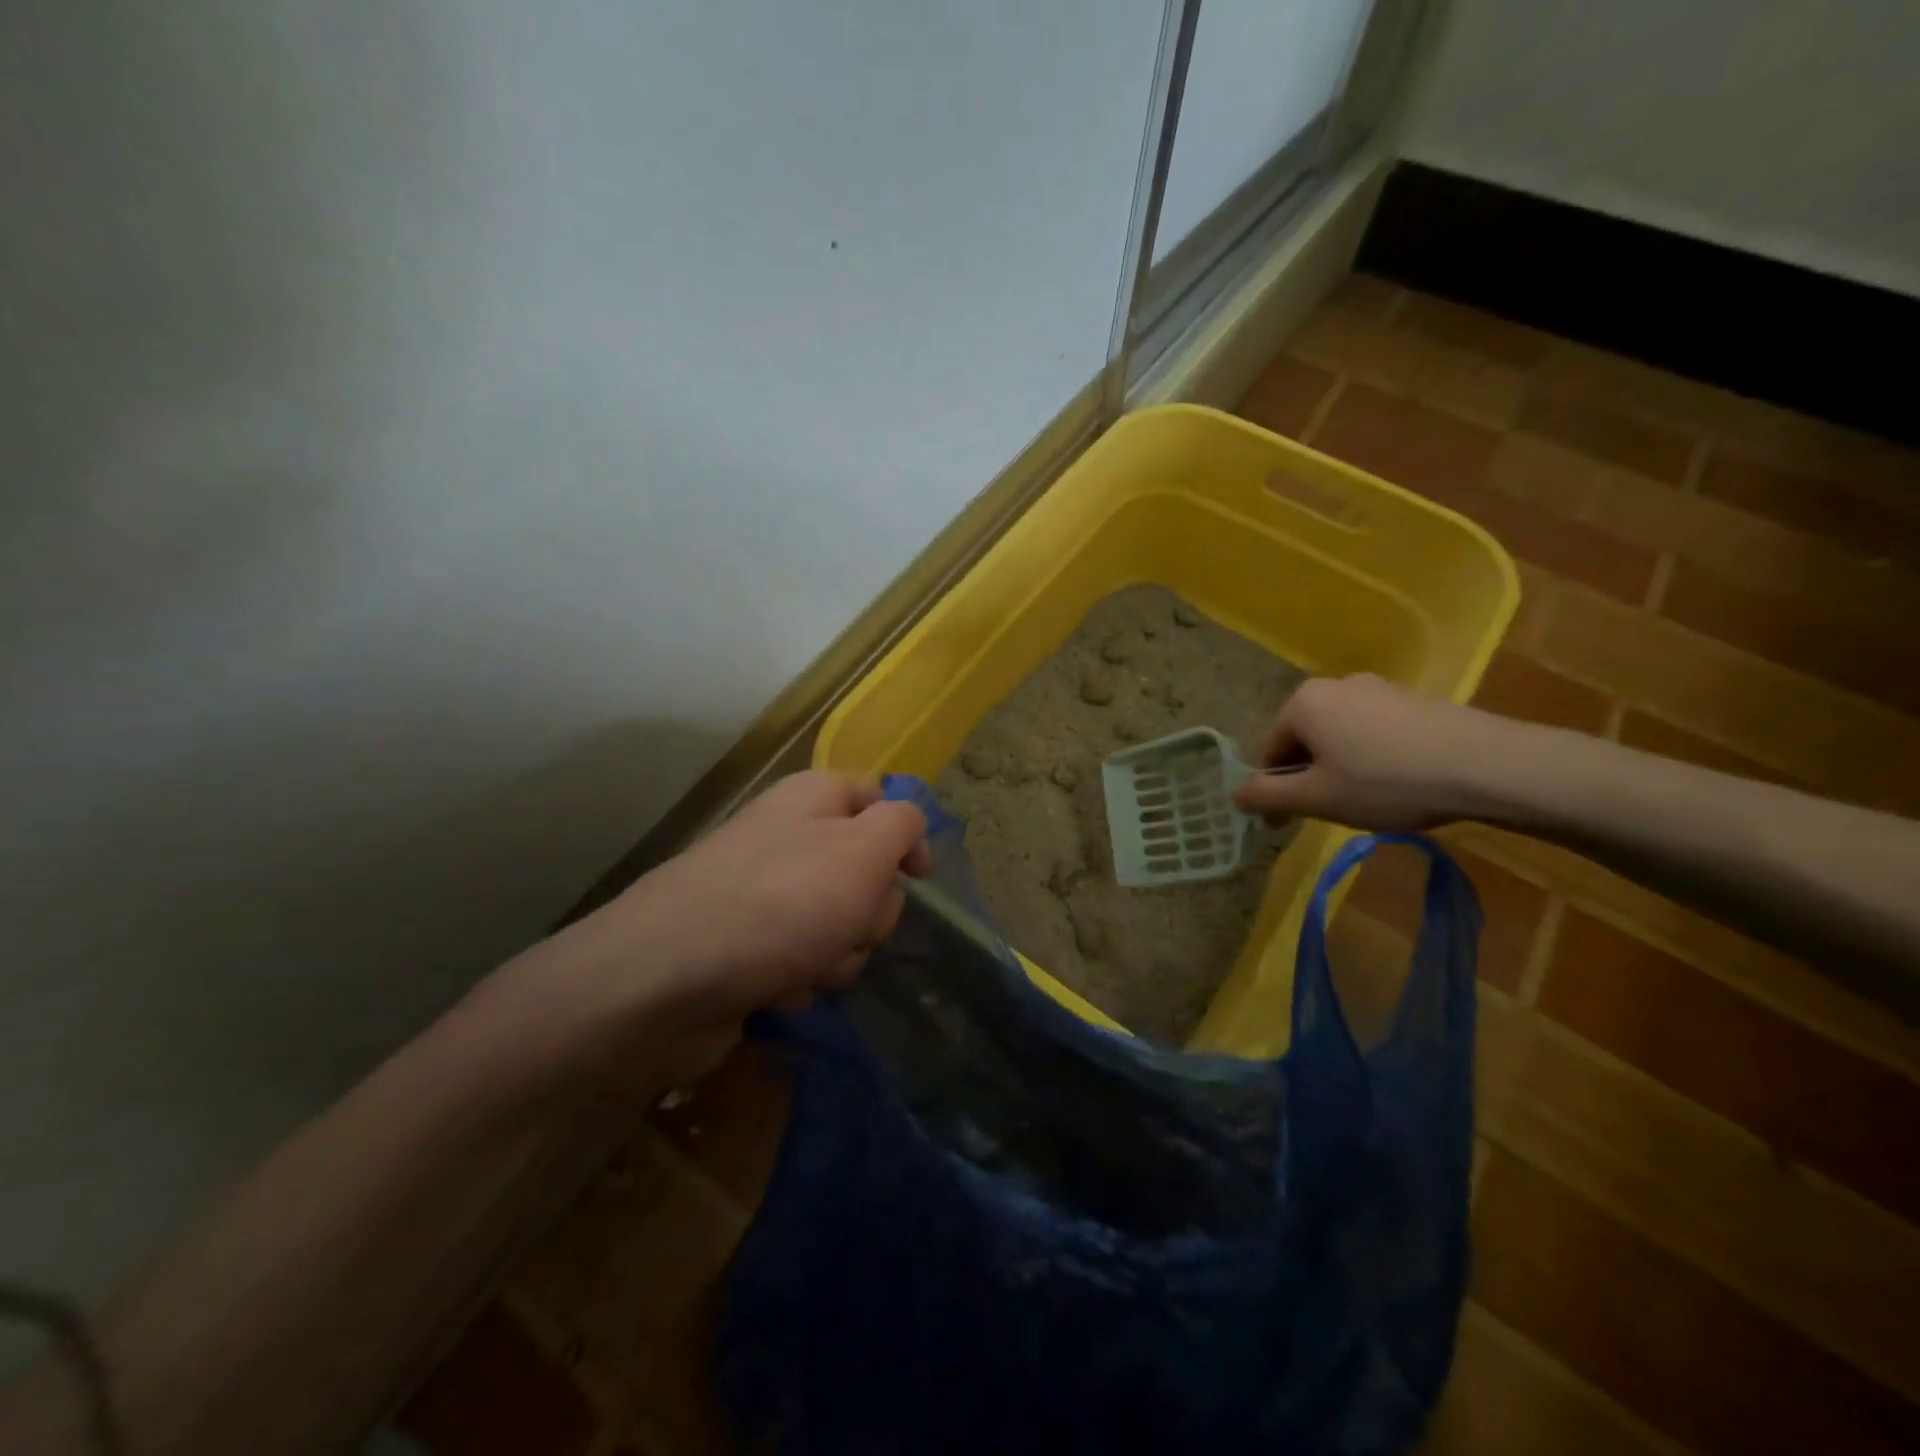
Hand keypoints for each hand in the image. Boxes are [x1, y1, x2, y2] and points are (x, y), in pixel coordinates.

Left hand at [494, 771, 928, 1094]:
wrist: (661, 981)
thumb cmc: (779, 904)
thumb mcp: (862, 851)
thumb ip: (902, 824)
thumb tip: (908, 825)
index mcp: (814, 798)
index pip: (878, 796)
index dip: (905, 835)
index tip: (915, 875)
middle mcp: (788, 837)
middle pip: (865, 870)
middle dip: (868, 911)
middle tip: (846, 924)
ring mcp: (764, 893)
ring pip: (839, 924)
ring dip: (836, 953)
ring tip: (803, 965)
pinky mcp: (746, 946)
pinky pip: (802, 960)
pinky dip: (799, 977)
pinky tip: (775, 988)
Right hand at [1232, 673, 1517, 831]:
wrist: (1487, 765)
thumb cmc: (1386, 782)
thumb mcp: (1317, 798)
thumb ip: (1268, 795)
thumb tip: (1235, 795)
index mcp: (1303, 702)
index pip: (1270, 750)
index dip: (1275, 790)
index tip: (1288, 822)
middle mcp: (1335, 684)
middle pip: (1305, 739)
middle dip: (1310, 775)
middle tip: (1331, 811)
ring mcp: (1378, 687)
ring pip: (1340, 735)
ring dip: (1341, 767)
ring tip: (1368, 800)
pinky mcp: (1414, 698)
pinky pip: (1374, 730)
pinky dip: (1373, 756)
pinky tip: (1399, 782)